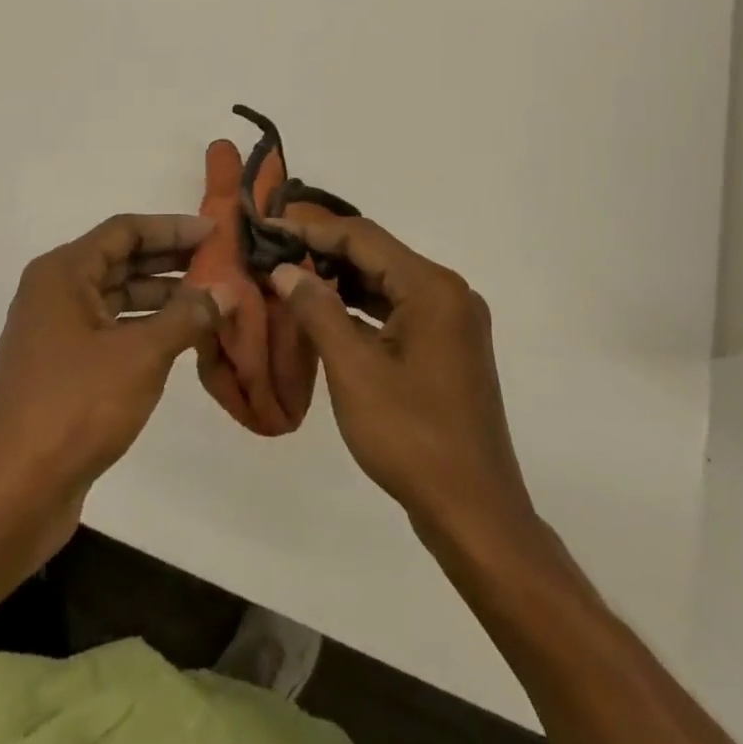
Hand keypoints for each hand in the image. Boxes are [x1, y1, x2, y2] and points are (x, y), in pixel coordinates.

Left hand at [0, 213, 232, 569]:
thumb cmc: (75, 409)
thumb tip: (228, 289)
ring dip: (162, 295)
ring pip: (118, 297)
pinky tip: (183, 338)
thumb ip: (188, 316)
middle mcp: (55, 293)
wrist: (12, 496)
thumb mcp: (141, 356)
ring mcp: (56, 332)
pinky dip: (146, 328)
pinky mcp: (62, 369)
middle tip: (221, 262)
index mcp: (63, 273)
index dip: (172, 227)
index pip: (125, 230)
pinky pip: (112, 330)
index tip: (216, 232)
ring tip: (212, 299)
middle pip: (121, 260)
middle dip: (171, 259)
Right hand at [271, 216, 534, 547]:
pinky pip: (398, 310)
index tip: (268, 230)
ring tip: (290, 279)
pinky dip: (362, 308)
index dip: (311, 230)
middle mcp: (449, 292)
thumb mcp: (353, 370)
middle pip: (377, 256)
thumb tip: (284, 269)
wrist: (474, 513)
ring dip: (341, 281)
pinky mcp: (448, 347)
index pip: (362, 237)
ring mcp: (452, 321)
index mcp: (432, 287)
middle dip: (324, 253)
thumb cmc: (411, 437)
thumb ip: (317, 310)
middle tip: (274, 254)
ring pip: (386, 283)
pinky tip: (327, 314)